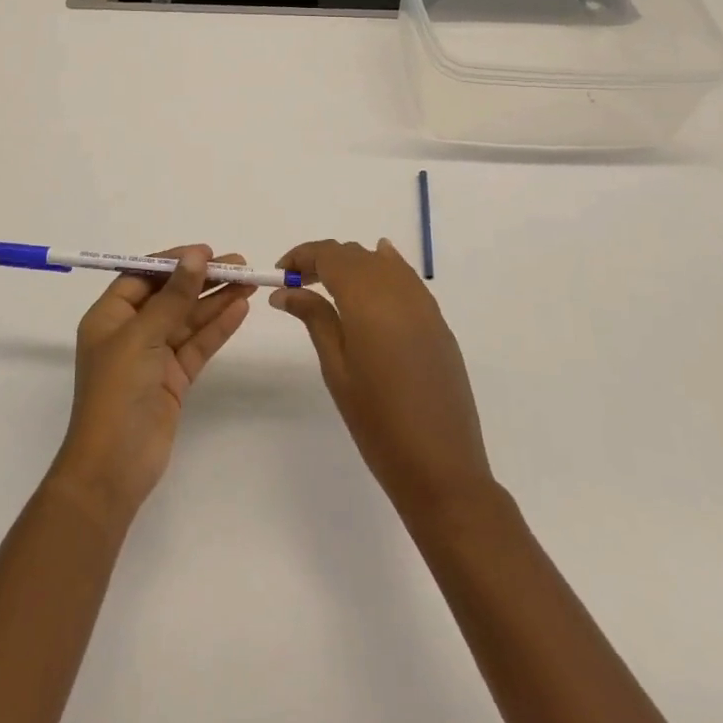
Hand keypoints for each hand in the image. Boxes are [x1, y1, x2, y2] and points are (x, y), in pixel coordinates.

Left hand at [47, 246, 255, 522]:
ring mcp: (153, 357)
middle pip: (170, 295)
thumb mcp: (142, 337)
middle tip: (239, 264)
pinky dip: (217, 328)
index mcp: (109, 316)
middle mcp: (130, 331)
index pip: (143, 276)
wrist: (112, 469)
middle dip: (202, 279)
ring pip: (188, 320)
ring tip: (249, 281)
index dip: (173, 262)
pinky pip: (197, 345)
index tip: (206, 252)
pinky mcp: (173, 380)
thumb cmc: (117, 393)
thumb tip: (195, 256)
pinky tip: (240, 309)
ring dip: (216, 300)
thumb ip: (173, 297)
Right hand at [272, 238, 494, 519]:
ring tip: (330, 287)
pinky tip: (374, 276)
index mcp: (367, 299)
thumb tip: (287, 291)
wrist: (441, 467)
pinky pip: (406, 279)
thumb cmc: (377, 422)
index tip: (281, 275)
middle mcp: (398, 290)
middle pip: (355, 255)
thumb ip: (315, 318)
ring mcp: (423, 304)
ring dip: (353, 265)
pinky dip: (385, 269)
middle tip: (298, 285)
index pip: (329, 255)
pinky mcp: (438, 322)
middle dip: (324, 261)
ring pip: (382, 263)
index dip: (302, 257)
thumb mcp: (336, 368)